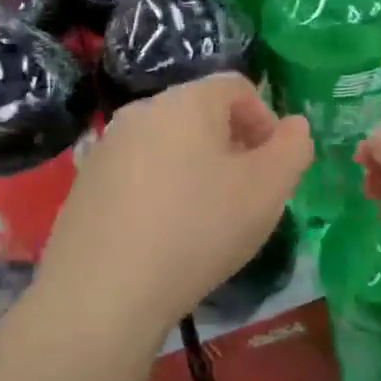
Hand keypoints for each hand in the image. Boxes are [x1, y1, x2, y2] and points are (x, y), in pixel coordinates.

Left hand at [34, 74, 312, 339]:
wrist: (103, 292)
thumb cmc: (198, 229)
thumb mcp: (268, 190)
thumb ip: (293, 148)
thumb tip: (294, 126)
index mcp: (187, 100)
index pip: (238, 87)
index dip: (266, 121)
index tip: (273, 167)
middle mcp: (142, 111)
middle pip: (201, 114)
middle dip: (232, 146)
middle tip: (245, 194)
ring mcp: (107, 147)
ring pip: (169, 145)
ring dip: (197, 169)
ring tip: (207, 219)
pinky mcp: (86, 184)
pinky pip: (139, 173)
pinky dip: (162, 191)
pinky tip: (166, 235)